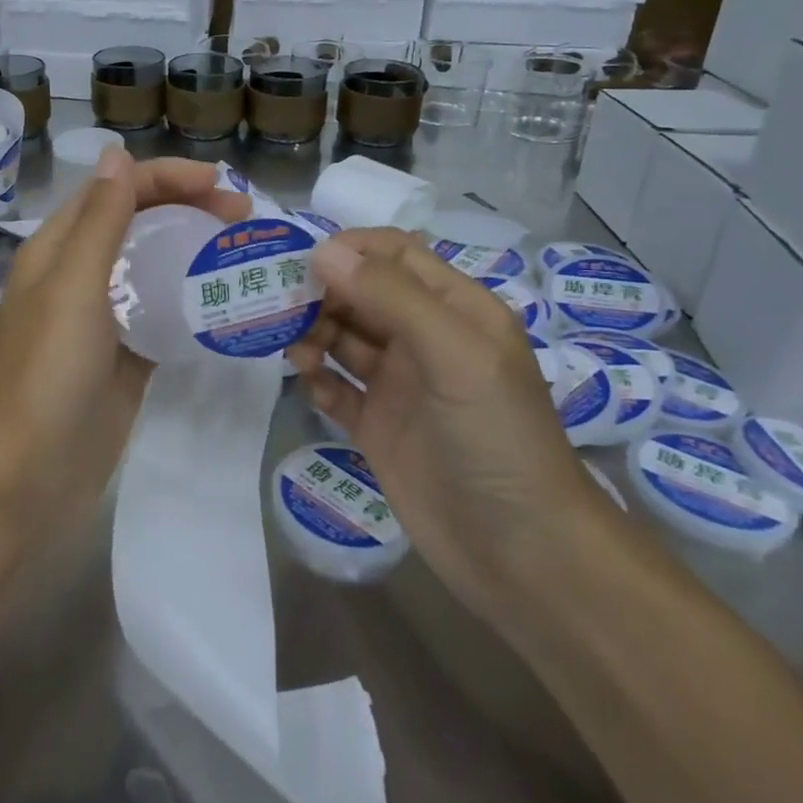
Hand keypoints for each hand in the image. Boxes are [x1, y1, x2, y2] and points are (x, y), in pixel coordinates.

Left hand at [0, 153, 251, 539]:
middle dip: (186, 207)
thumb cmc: (48, 371)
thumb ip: (99, 220)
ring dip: (191, 249)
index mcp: (57, 249)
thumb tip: (116, 153)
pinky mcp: (124, 357)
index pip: (115, 191)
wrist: (31, 473)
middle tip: (243, 217)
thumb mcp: (73, 285)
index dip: (167, 178)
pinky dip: (188, 299)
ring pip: (151, 266)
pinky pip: (160, 313)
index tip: (223, 186)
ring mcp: (101, 318)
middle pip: (136, 222)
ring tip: (241, 251)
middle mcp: (77, 275)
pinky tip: (223, 299)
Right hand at [285, 229, 615, 628]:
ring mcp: (400, 384)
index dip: (349, 249)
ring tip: (295, 353)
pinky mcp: (378, 426)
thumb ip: (391, 297)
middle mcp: (424, 338)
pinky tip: (309, 384)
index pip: (395, 255)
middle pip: (361, 293)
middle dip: (321, 293)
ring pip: (343, 338)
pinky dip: (318, 380)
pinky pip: (337, 388)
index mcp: (454, 308)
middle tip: (281, 308)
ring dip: (313, 334)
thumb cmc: (496, 437)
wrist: (521, 553)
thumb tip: (323, 251)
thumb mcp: (454, 354)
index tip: (302, 263)